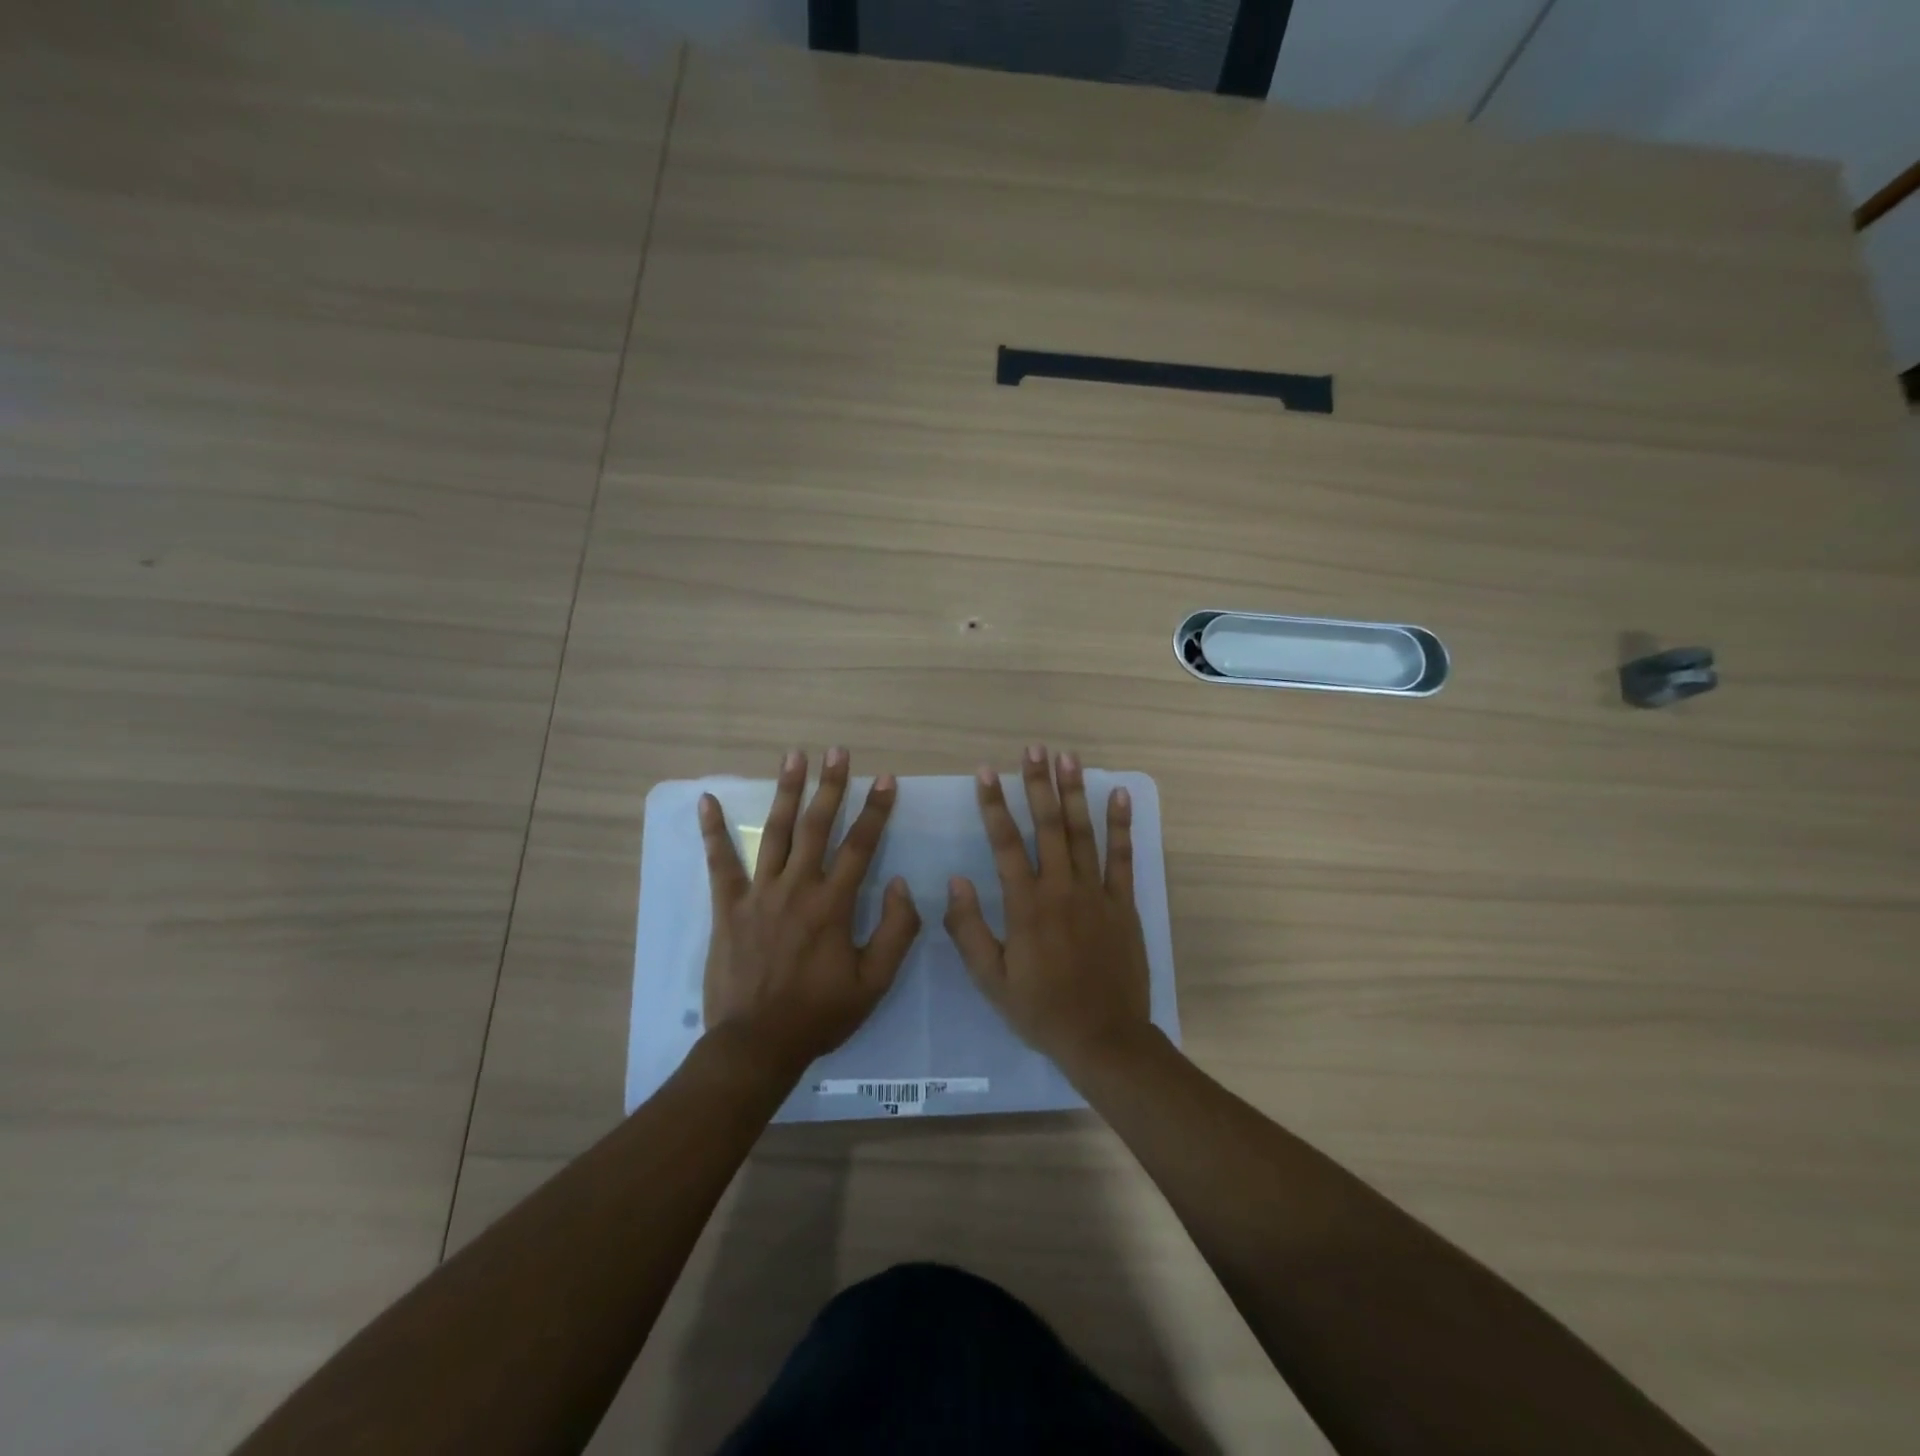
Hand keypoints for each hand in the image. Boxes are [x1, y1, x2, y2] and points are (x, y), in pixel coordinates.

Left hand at [699, 748, 920, 1078]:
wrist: (756, 1044)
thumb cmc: (819, 1014)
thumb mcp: (874, 983)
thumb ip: (896, 931)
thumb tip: (902, 884)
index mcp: (833, 905)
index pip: (860, 846)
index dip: (876, 811)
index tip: (887, 780)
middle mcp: (797, 888)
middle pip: (817, 826)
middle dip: (831, 785)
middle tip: (838, 751)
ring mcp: (758, 894)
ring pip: (776, 833)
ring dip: (787, 792)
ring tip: (794, 757)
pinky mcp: (728, 907)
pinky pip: (720, 863)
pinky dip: (712, 831)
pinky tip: (706, 800)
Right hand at [944, 745, 1151, 1075]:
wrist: (1103, 1037)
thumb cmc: (1041, 1010)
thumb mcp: (991, 979)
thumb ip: (969, 929)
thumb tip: (954, 882)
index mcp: (1026, 905)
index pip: (1005, 843)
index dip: (993, 804)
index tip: (986, 771)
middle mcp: (1061, 888)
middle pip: (1047, 825)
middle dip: (1038, 783)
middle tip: (1033, 748)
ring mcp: (1096, 893)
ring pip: (1083, 832)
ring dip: (1075, 793)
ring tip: (1068, 758)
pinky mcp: (1123, 903)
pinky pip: (1123, 857)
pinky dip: (1122, 824)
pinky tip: (1120, 795)